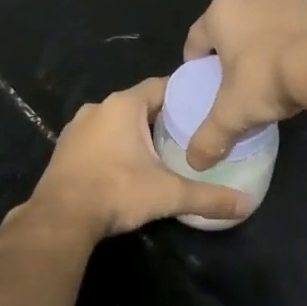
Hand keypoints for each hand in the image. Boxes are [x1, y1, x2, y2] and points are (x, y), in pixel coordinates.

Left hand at [14, 78, 250, 242]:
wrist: (60, 218)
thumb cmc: (117, 192)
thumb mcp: (168, 194)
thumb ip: (208, 197)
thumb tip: (246, 204)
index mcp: (124, 105)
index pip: (161, 86)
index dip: (183, 95)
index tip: (203, 107)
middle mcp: (98, 107)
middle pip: (140, 104)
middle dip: (162, 117)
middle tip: (188, 134)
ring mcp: (77, 127)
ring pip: (117, 121)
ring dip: (136, 132)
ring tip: (161, 152)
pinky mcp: (65, 148)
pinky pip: (98, 137)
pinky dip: (114, 146)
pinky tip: (127, 167)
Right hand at [182, 0, 306, 169]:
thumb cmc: (268, 79)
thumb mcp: (232, 114)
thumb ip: (209, 137)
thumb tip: (195, 163)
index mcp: (221, 13)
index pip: (196, 38)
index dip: (196, 62)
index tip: (203, 82)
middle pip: (231, 26)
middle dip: (231, 50)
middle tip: (236, 80)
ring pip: (264, 23)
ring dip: (262, 43)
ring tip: (270, 74)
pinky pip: (294, 26)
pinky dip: (291, 41)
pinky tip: (299, 67)